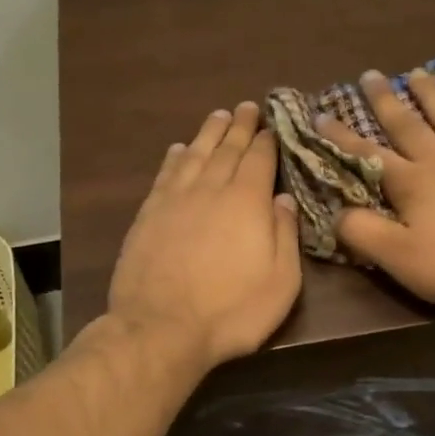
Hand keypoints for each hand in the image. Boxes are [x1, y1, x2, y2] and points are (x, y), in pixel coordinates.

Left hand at [108, 102, 301, 367]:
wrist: (161, 328)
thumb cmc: (231, 311)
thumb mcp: (280, 281)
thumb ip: (285, 235)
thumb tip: (284, 199)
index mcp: (247, 201)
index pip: (259, 159)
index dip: (267, 140)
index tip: (271, 125)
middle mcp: (211, 189)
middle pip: (227, 149)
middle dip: (240, 126)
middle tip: (246, 107)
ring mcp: (175, 199)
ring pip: (195, 154)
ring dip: (209, 133)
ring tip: (218, 116)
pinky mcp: (149, 214)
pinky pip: (165, 174)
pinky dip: (175, 157)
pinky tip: (179, 149)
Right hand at [318, 69, 434, 307]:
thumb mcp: (402, 258)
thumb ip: (364, 234)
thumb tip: (334, 213)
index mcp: (412, 184)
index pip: (368, 156)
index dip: (342, 137)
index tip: (321, 114)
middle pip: (409, 126)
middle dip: (385, 102)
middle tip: (370, 74)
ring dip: (433, 96)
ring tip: (418, 73)